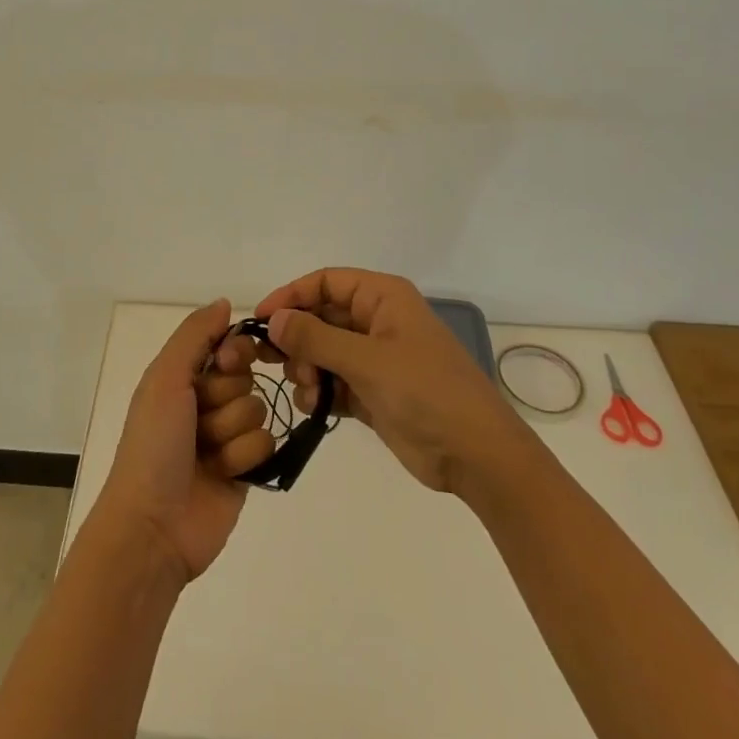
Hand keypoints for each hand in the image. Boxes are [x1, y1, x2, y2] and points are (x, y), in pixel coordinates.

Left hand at [90, 300, 275, 582]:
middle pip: (246, 377)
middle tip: (199, 421)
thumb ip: (195, 335)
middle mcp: (205, 401)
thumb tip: (226, 303)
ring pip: (258, 409)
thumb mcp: (165, 379)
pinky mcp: (246, 469)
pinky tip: (223, 474)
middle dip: (226, 398)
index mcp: (182, 376)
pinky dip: (244, 458)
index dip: (234, 352)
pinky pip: (268, 443)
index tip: (226, 362)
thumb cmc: (153, 445)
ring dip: (231, 432)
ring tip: (206, 455)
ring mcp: (227, 436)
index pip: (227, 345)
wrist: (153, 526)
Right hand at [254, 268, 525, 494]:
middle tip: (274, 363)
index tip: (261, 320)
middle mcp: (377, 321)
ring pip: (323, 350)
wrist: (477, 456)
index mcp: (383, 298)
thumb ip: (315, 338)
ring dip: (307, 368)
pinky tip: (314, 406)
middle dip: (297, 338)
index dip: (291, 295)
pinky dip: (319, 390)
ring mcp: (376, 358)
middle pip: (321, 316)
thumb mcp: (367, 360)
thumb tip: (273, 320)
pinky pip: (333, 380)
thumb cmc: (426, 392)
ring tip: (307, 389)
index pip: (325, 282)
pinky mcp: (374, 392)